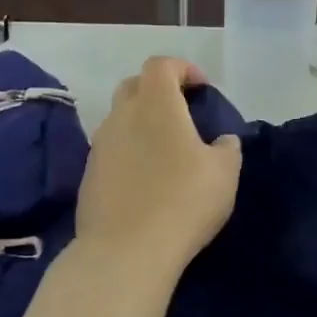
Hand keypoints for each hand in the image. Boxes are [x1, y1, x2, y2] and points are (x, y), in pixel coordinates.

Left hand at [78, 57, 241, 272]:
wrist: (126, 251)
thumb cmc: (183, 202)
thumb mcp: (225, 173)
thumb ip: (227, 148)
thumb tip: (222, 141)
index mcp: (155, 106)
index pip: (160, 65)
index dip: (182, 68)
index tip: (201, 88)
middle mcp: (121, 117)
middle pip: (134, 86)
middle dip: (157, 90)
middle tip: (181, 113)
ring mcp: (100, 147)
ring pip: (119, 119)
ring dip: (141, 123)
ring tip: (165, 150)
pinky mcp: (89, 176)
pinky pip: (111, 150)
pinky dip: (129, 152)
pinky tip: (145, 179)